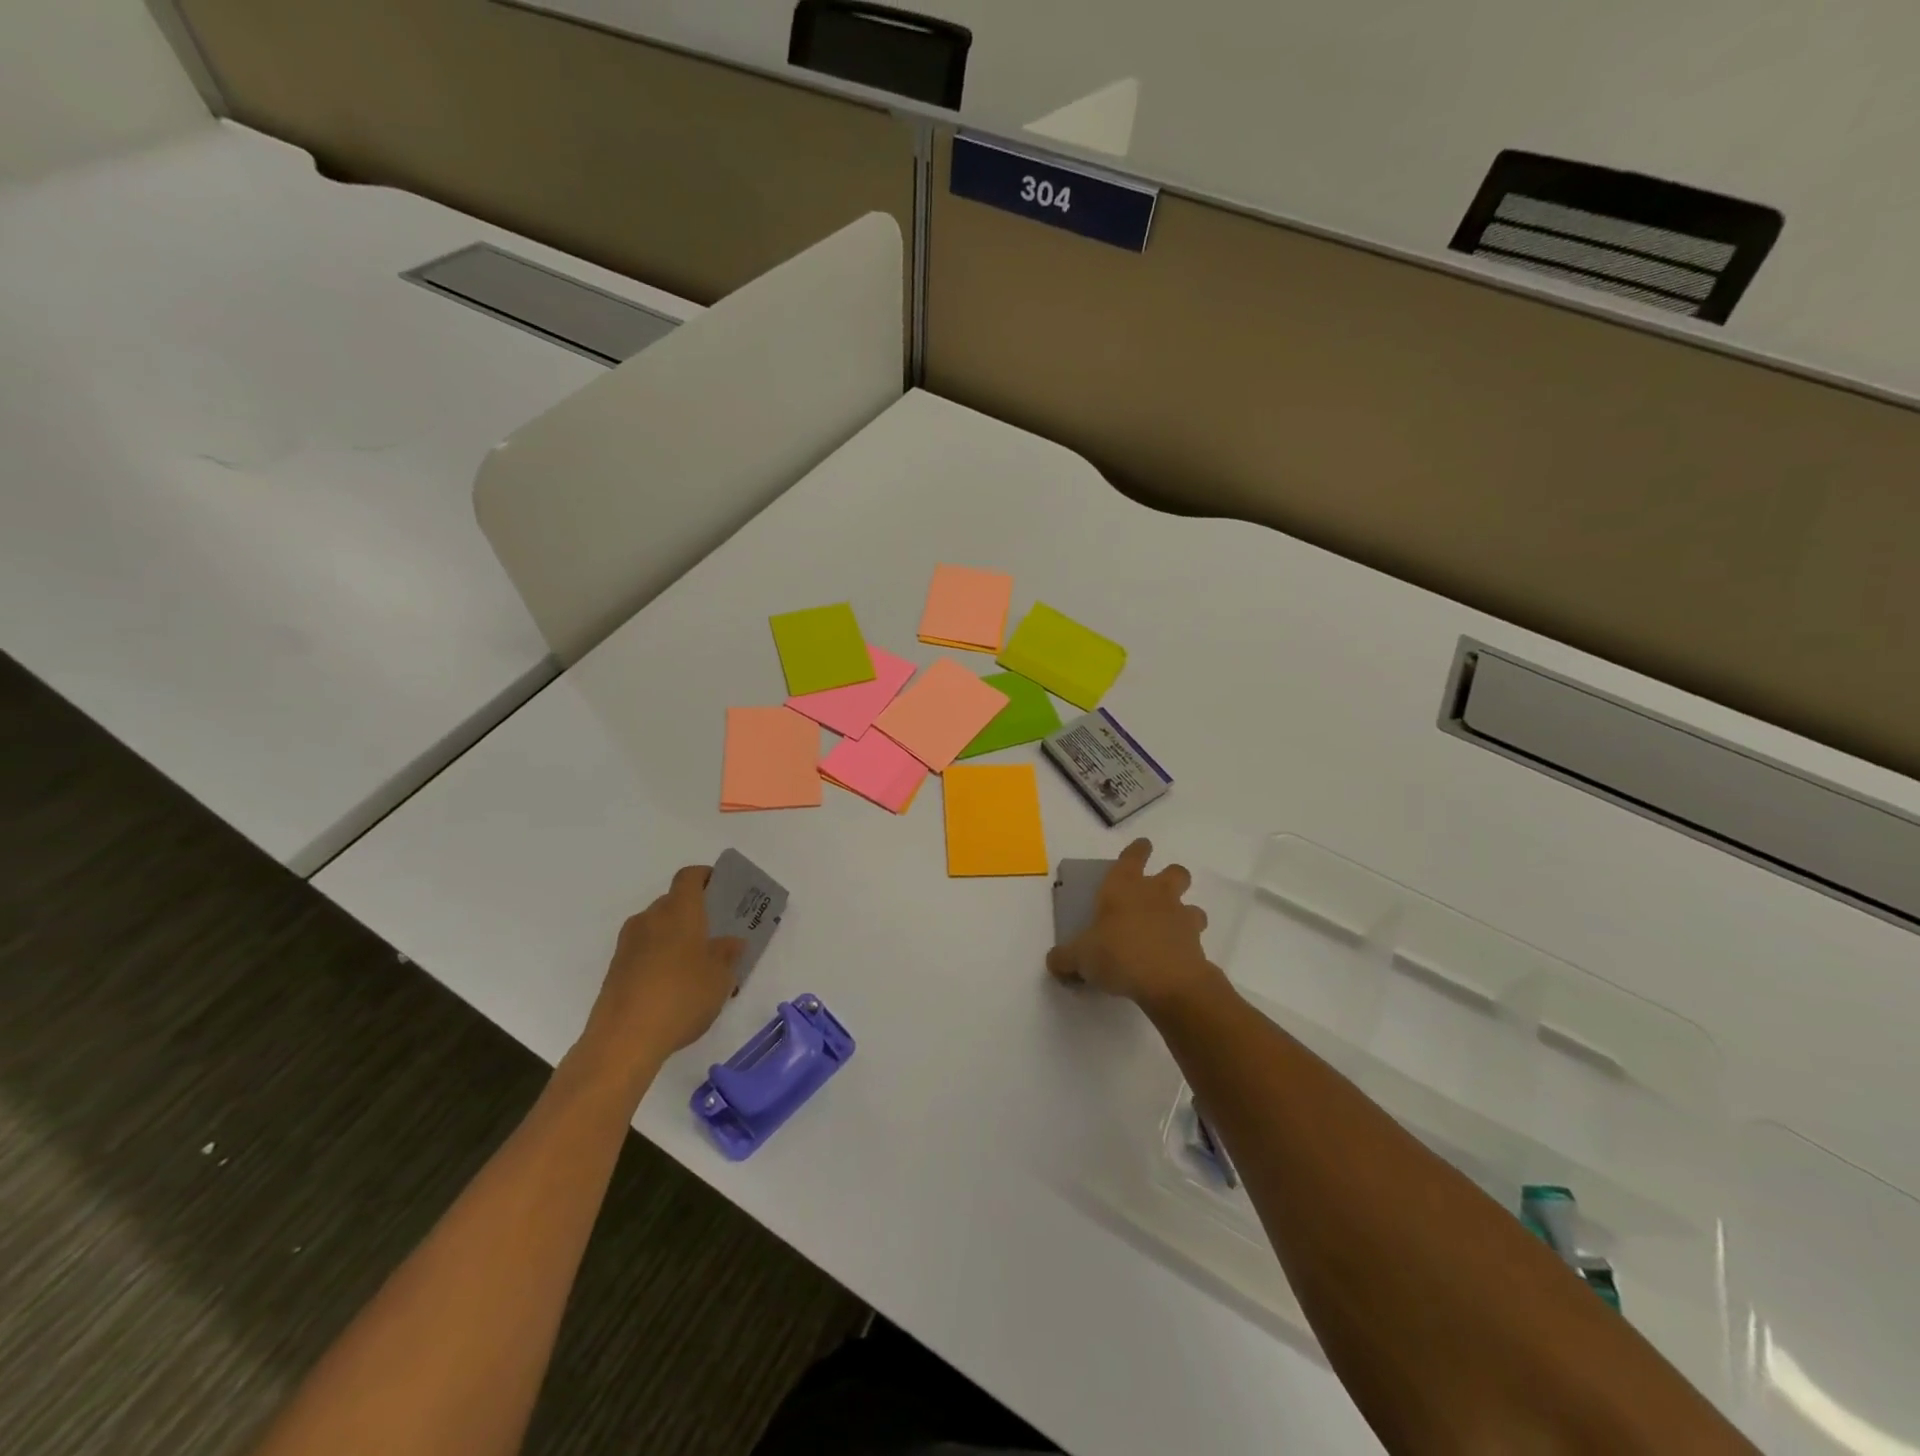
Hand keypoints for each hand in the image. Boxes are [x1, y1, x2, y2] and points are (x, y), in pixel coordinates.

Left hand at [577, 865, 743, 1088]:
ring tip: (696, 965)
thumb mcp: (720, 978)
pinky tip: (673, 987)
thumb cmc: (682, 997)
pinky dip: (659, 958)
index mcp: (679, 910)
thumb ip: (728, 954)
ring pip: (657, 928)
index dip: (705, 877)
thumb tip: (731, 942)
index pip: (689, 877)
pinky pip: (643, 951)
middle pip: (672, 903)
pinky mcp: (615, 969)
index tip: (720, 887)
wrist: (623, 1039)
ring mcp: (628, 944)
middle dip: (693, 913)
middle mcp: (650, 918)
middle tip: (715, 934)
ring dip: (675, 938)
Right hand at [1046, 838, 1218, 1011]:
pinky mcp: (1197, 944)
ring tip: (1168, 930)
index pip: (1134, 855)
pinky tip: (1173, 960)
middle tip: (1157, 892)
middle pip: (1175, 872)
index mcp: (1123, 886)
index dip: (1138, 850)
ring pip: (1192, 905)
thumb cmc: (1118, 954)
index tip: (1141, 848)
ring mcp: (1181, 917)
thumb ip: (1065, 958)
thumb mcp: (1079, 958)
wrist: (1169, 982)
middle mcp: (1156, 894)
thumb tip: (1054, 962)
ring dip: (1184, 913)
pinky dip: (1186, 945)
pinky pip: (1195, 938)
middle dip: (1170, 877)